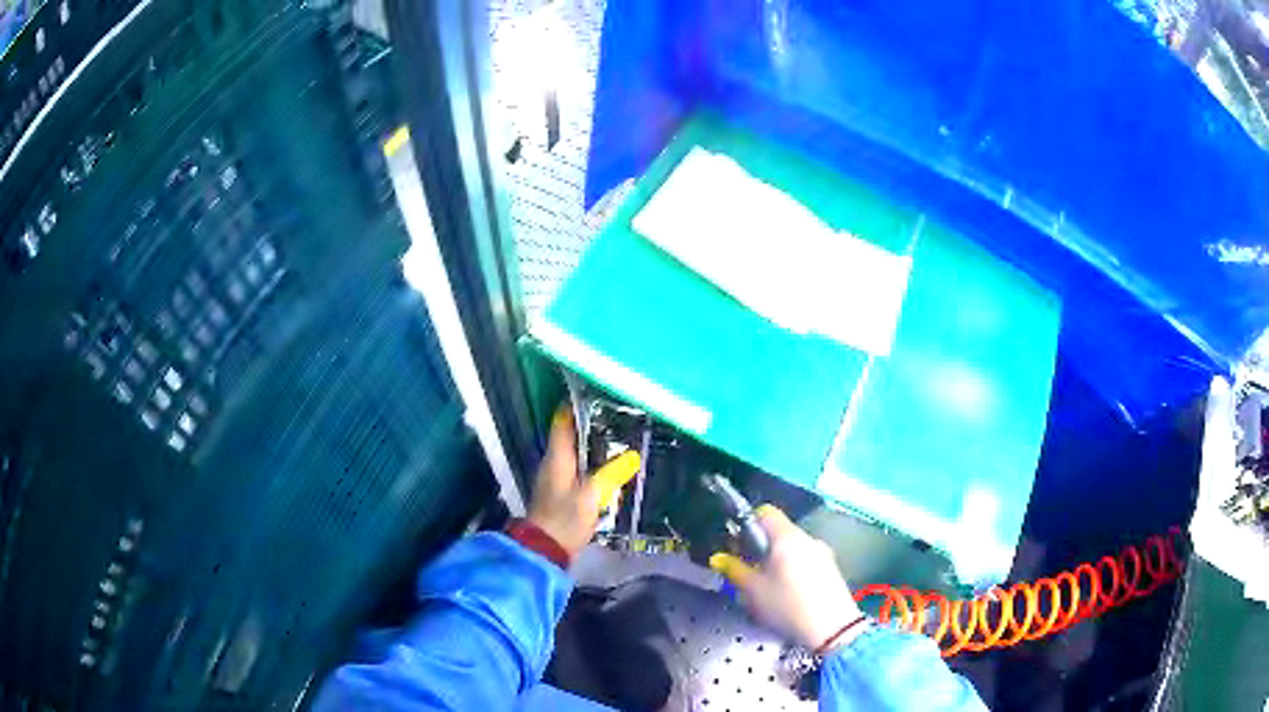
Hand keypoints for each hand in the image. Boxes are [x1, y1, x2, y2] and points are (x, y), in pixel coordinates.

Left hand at [526, 405, 641, 557]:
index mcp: (556, 457)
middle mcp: (552, 463)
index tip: (596, 396)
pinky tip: (607, 469)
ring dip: (591, 447)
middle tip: (617, 418)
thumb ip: (611, 474)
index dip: (575, 406)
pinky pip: (576, 470)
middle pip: (569, 436)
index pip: (562, 422)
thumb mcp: (591, 495)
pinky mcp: (559, 494)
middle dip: (590, 426)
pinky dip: (590, 465)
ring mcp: (554, 478)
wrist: (545, 550)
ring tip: (618, 440)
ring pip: (574, 454)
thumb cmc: (565, 518)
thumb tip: (632, 456)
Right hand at [710, 505, 862, 650]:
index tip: (737, 547)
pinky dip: (792, 572)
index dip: (747, 524)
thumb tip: (719, 558)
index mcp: (787, 537)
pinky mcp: (831, 570)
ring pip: (791, 550)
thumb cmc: (787, 606)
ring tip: (766, 589)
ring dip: (776, 563)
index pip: (765, 512)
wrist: (832, 629)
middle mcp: (807, 539)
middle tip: (747, 572)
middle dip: (759, 549)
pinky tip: (787, 596)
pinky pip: (805, 562)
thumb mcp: (753, 591)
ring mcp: (822, 554)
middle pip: (778, 533)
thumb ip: (734, 570)